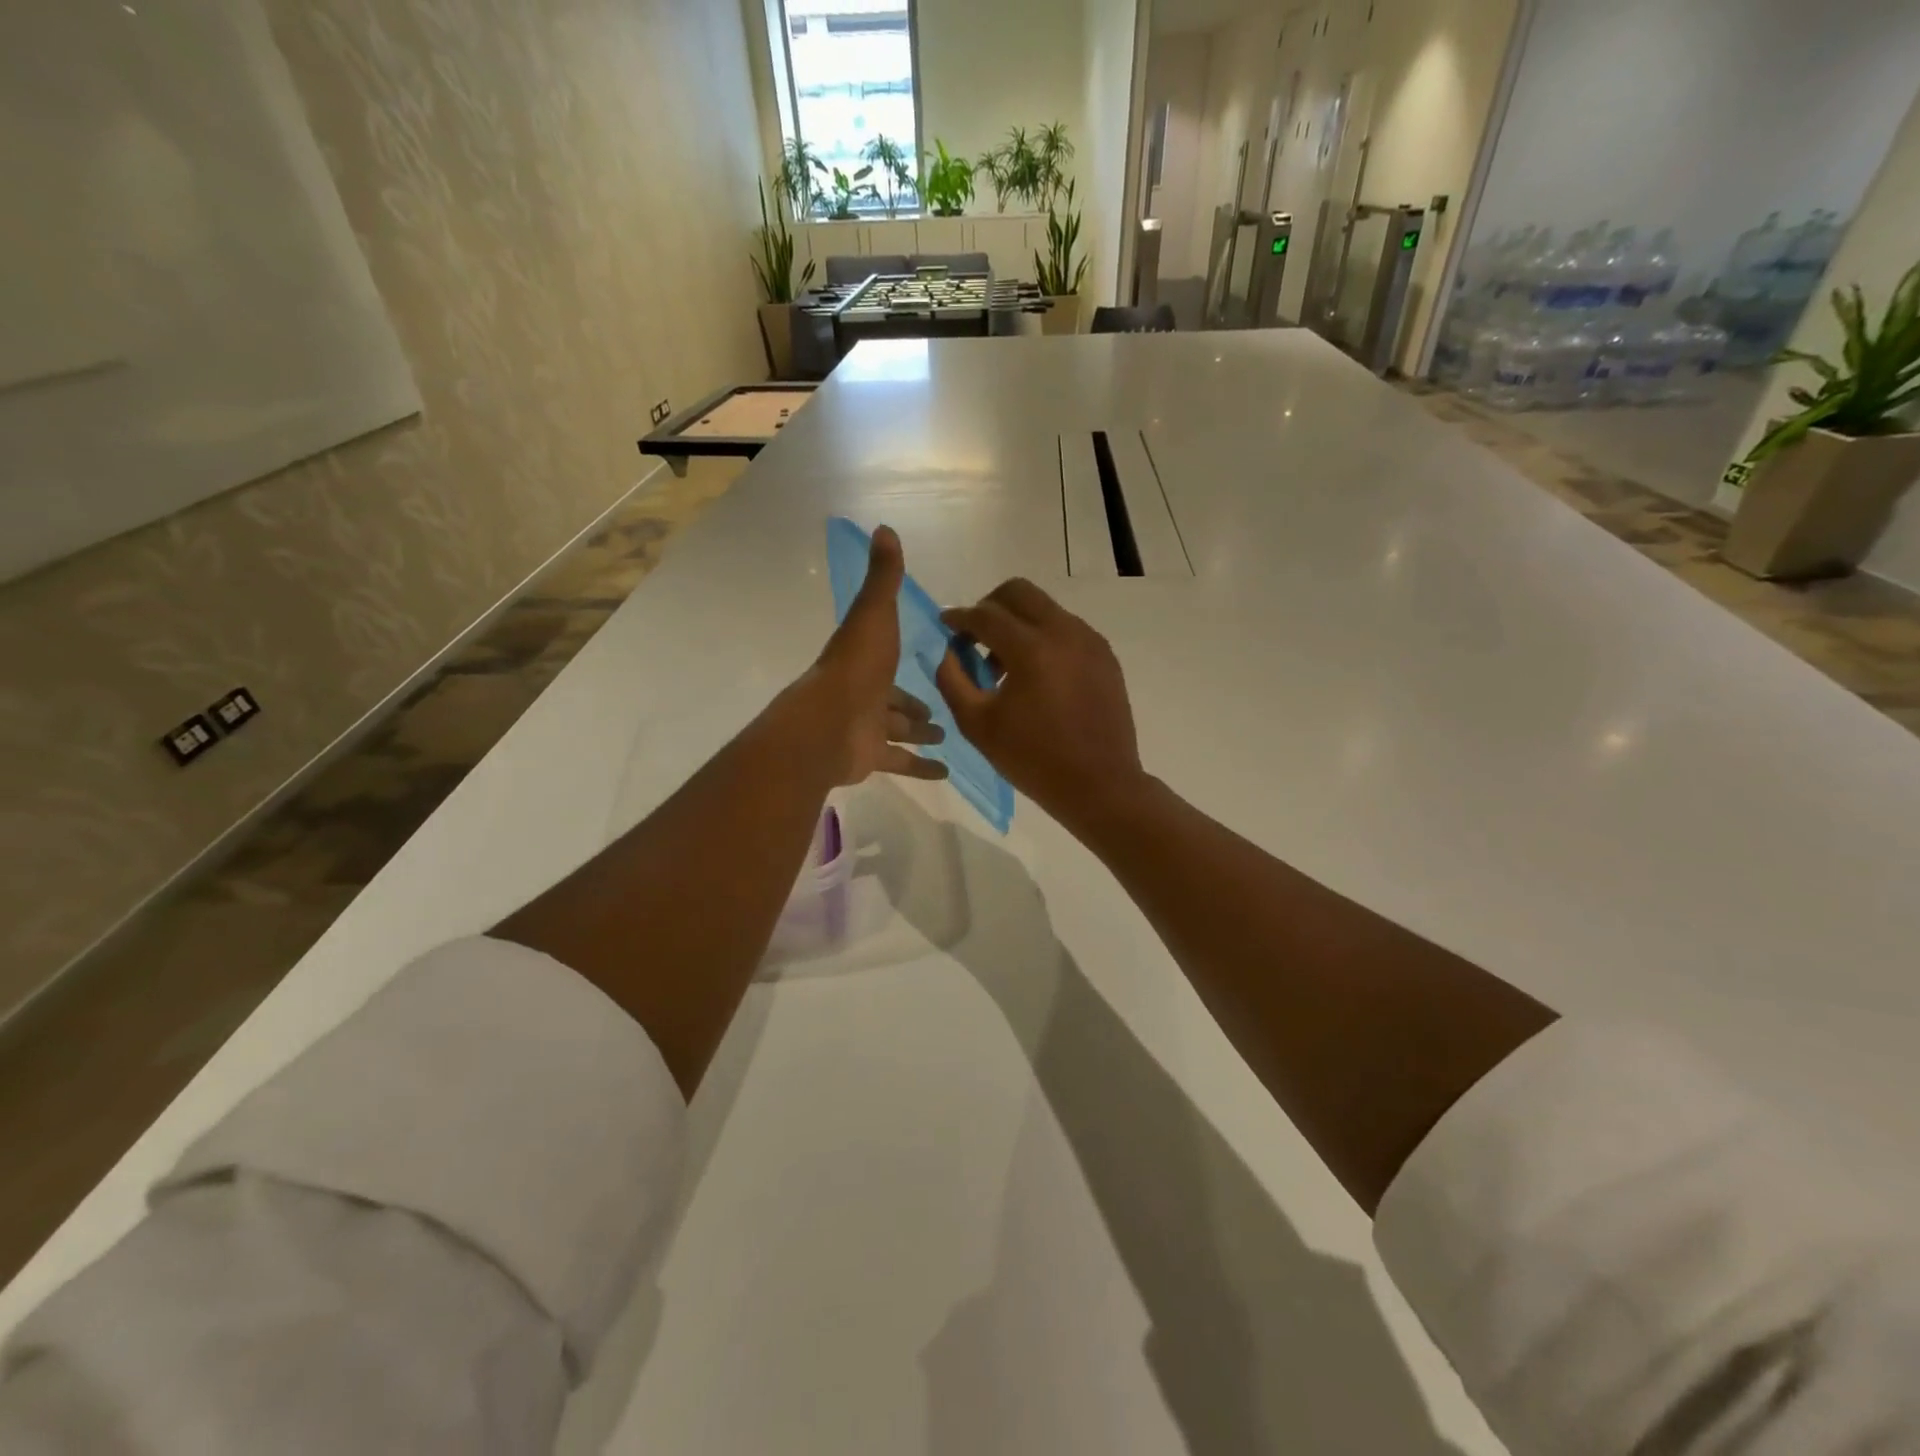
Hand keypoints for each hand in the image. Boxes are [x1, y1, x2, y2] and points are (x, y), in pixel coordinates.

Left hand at [808, 524, 947, 785]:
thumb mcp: (874, 614)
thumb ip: (883, 578)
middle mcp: (864, 694)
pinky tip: (945, 773)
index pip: (887, 657)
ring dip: (920, 734)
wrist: (828, 725)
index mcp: (864, 660)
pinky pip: (900, 762)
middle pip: (894, 699)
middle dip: (915, 704)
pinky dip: (921, 768)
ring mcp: (866, 728)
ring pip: (897, 731)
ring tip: (948, 735)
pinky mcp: (870, 758)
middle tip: (942, 709)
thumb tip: (883, 528)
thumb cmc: (856, 667)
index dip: (907, 658)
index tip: (935, 663)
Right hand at [934, 578, 1141, 824]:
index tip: (946, 625)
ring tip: (1005, 666)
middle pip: (1019, 592)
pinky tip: (1036, 676)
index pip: (986, 615)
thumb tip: (949, 651)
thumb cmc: (1033, 759)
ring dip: (1018, 623)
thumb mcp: (977, 724)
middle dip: (990, 606)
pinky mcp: (1105, 655)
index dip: (960, 617)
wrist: (1099, 785)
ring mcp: (1090, 641)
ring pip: (1045, 608)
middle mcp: (1064, 632)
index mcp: (1031, 648)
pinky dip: (1043, 638)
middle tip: (976, 636)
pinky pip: (1066, 629)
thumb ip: (953, 679)